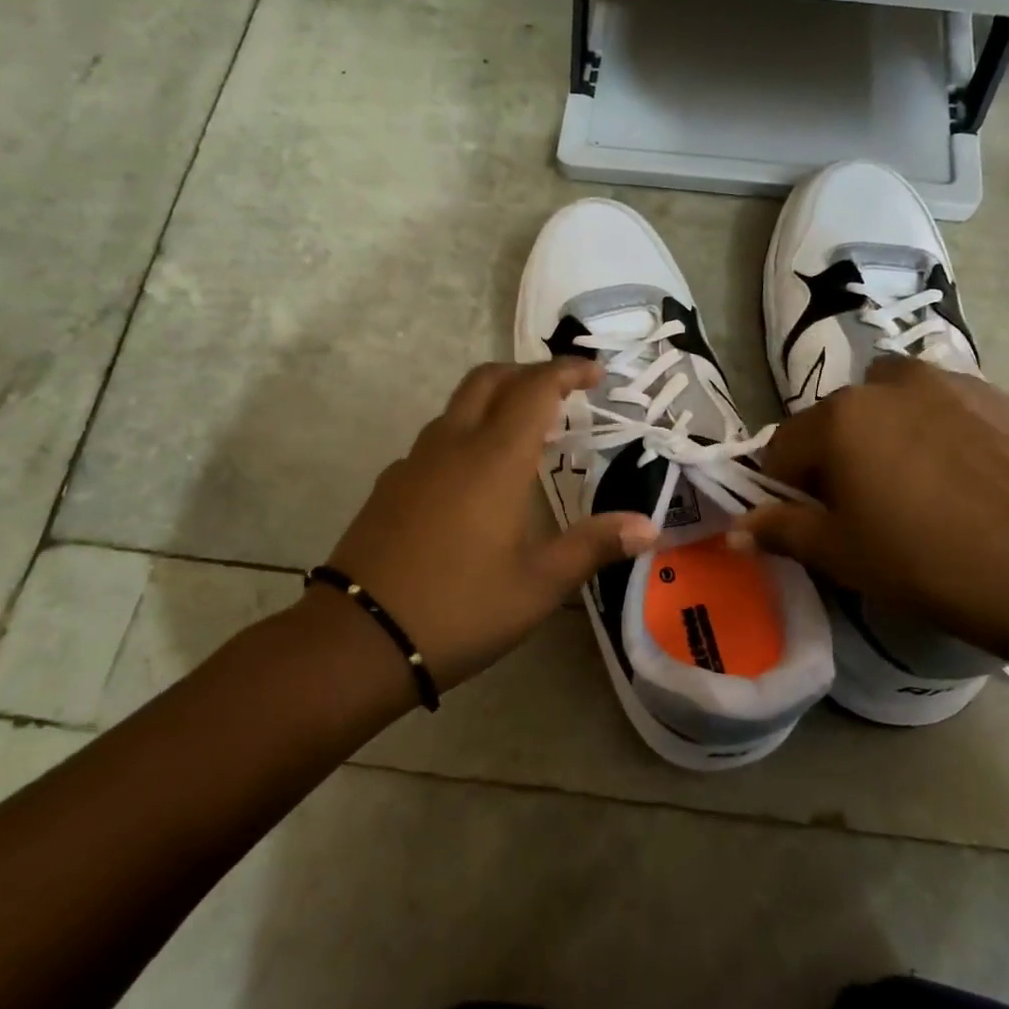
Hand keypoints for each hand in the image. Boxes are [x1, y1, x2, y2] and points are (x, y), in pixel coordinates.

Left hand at [316, 358, 655, 690]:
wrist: (359, 638)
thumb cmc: (460, 607)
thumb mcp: (539, 584)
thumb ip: (593, 546)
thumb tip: (649, 526)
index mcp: (495, 458)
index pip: (535, 388)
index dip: (567, 371)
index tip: (596, 372)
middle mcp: (453, 445)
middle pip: (488, 379)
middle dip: (528, 373)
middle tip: (561, 392)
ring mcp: (414, 462)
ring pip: (458, 406)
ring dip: (494, 401)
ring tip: (525, 433)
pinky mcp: (390, 484)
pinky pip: (435, 440)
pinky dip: (466, 434)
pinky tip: (475, 479)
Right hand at [735, 355, 1008, 656]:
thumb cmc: (925, 562)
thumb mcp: (841, 554)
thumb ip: (781, 530)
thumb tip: (735, 529)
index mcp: (839, 417)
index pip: (786, 446)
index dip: (790, 487)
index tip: (814, 521)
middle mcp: (888, 384)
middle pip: (839, 421)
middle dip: (839, 457)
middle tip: (868, 508)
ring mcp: (951, 383)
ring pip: (894, 405)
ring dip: (889, 435)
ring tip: (920, 487)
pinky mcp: (1002, 398)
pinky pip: (947, 408)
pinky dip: (939, 432)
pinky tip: (966, 480)